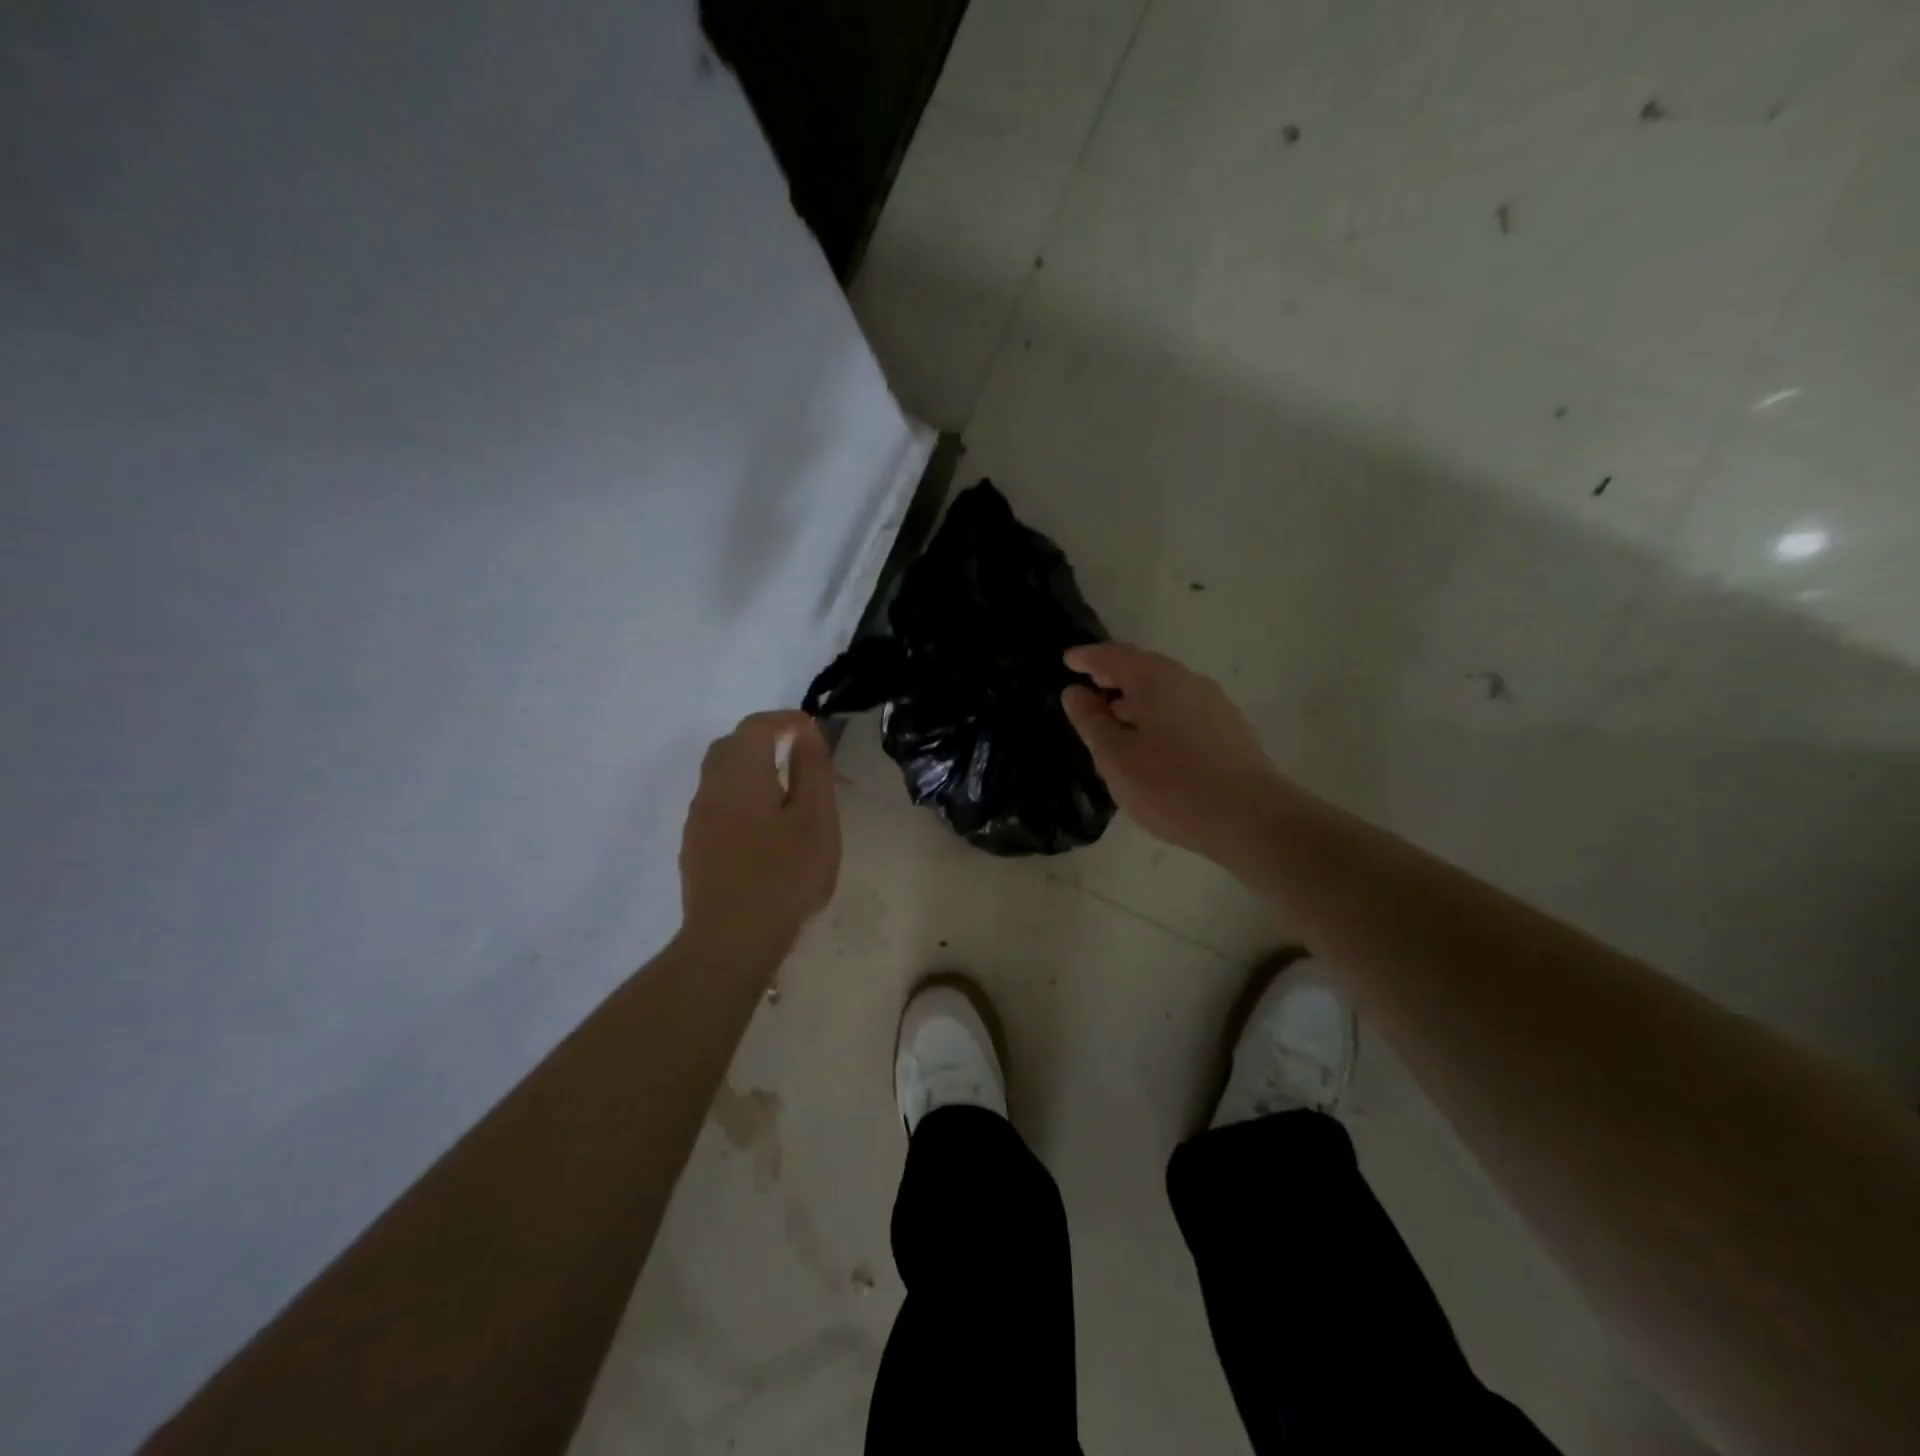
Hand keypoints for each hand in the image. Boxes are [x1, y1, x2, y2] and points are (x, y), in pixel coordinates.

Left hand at [678, 711, 840, 958]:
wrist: (731, 940)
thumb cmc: (784, 874)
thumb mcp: (815, 818)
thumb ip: (811, 768)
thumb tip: (804, 732)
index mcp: (740, 773)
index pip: (757, 726)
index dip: (785, 720)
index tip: (812, 729)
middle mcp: (711, 788)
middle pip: (731, 746)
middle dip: (763, 739)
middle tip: (797, 752)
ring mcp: (697, 820)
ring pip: (720, 776)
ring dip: (749, 769)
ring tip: (784, 788)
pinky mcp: (695, 848)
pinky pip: (717, 805)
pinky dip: (740, 797)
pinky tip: (762, 826)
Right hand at [1060, 644, 1282, 861]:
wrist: (1250, 818)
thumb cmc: (1170, 785)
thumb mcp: (1115, 757)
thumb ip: (1091, 721)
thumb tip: (1074, 692)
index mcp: (1157, 680)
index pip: (1115, 657)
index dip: (1088, 658)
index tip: (1067, 660)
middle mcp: (1188, 682)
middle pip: (1145, 669)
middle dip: (1114, 675)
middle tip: (1089, 685)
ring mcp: (1215, 705)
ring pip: (1166, 691)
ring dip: (1138, 698)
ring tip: (1116, 718)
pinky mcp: (1230, 730)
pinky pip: (1183, 710)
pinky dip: (1159, 715)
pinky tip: (1153, 741)